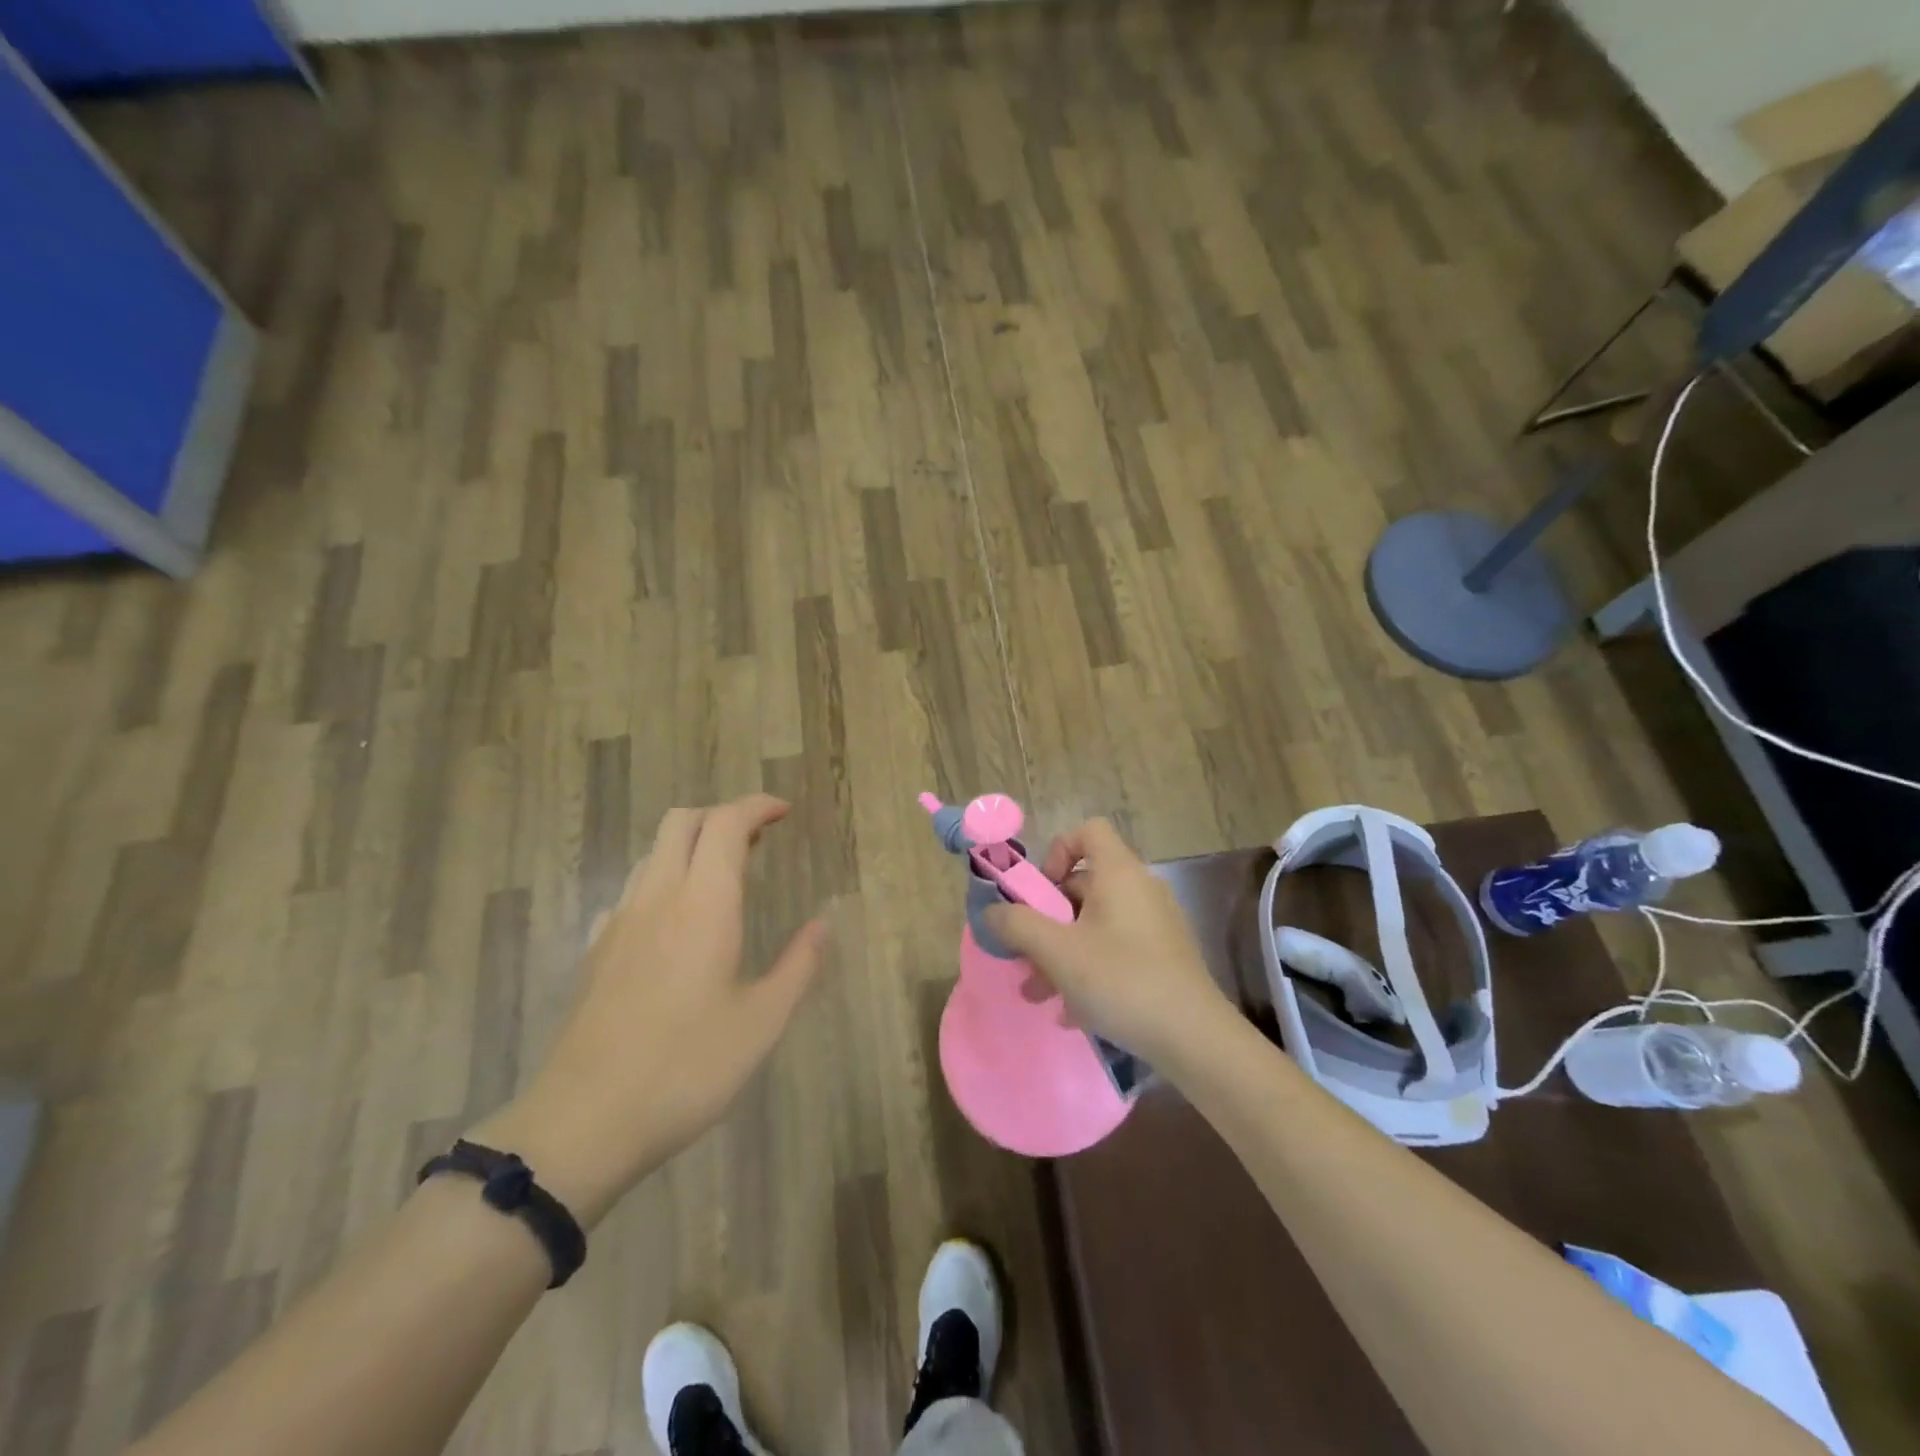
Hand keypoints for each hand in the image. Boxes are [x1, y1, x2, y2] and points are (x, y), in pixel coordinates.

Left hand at [473, 796, 827, 1225]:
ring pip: (652, 854)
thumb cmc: (686, 1068)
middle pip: (681, 822)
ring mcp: (619, 924)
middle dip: (721, 815)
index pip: (726, 824)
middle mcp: (657, 899)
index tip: (784, 812)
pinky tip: (675, 922)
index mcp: (703, 905)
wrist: (583, 1122)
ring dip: (691, 845)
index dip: (756, 806)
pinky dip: (661, 881)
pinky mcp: (596, 952)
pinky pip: (631, 892)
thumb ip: (797, 966)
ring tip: (724, 875)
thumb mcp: (761, 1023)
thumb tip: (822, 926)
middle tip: (757, 839)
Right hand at [983, 818, 1235, 1067]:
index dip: (1057, 851)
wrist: (1195, 1038)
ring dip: (1062, 952)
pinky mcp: (1164, 957)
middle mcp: (1140, 889)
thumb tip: (993, 910)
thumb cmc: (1121, 981)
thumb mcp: (1057, 952)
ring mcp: (1155, 924)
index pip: (1088, 831)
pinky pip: (1116, 949)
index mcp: (1119, 873)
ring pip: (1096, 924)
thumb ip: (1018, 925)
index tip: (1041, 893)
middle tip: (1026, 954)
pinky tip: (1074, 1013)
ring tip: (1038, 993)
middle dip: (1048, 919)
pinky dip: (1091, 970)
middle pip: (1084, 884)